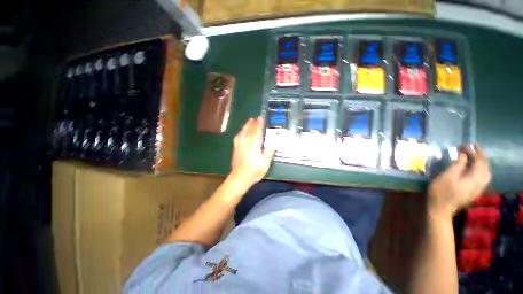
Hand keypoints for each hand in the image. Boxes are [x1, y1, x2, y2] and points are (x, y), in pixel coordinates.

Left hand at [229, 116, 276, 187]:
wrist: (239, 178)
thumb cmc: (254, 171)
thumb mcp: (265, 162)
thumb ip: (270, 149)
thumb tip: (275, 138)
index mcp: (254, 144)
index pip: (257, 131)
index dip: (259, 124)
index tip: (261, 117)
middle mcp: (245, 142)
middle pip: (249, 130)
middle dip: (253, 123)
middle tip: (256, 118)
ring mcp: (239, 145)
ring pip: (242, 132)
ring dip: (246, 126)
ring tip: (249, 121)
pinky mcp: (235, 149)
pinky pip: (238, 137)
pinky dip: (241, 132)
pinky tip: (241, 132)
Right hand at [428, 144, 491, 219]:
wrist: (441, 209)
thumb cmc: (441, 191)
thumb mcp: (447, 176)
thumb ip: (457, 164)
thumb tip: (464, 154)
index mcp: (475, 178)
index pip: (480, 161)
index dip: (474, 151)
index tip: (466, 144)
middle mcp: (480, 182)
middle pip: (485, 166)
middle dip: (479, 156)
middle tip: (470, 148)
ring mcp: (478, 188)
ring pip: (485, 172)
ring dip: (480, 162)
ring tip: (472, 156)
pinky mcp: (474, 191)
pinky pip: (482, 177)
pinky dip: (479, 169)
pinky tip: (473, 168)